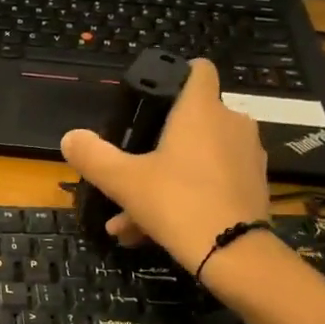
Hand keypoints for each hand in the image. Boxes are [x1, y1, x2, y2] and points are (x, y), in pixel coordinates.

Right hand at [60, 59, 270, 273]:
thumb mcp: (123, 181)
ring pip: (196, 160)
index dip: (176, 75)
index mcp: (201, 110)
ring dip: (163, 182)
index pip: (198, 69)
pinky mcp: (254, 187)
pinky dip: (185, 199)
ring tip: (128, 220)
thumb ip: (94, 156)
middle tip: (127, 176)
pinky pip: (211, 184)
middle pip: (190, 122)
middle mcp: (231, 124)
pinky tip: (152, 232)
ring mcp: (247, 156)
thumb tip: (70, 137)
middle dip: (155, 149)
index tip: (153, 96)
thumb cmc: (177, 202)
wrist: (233, 254)